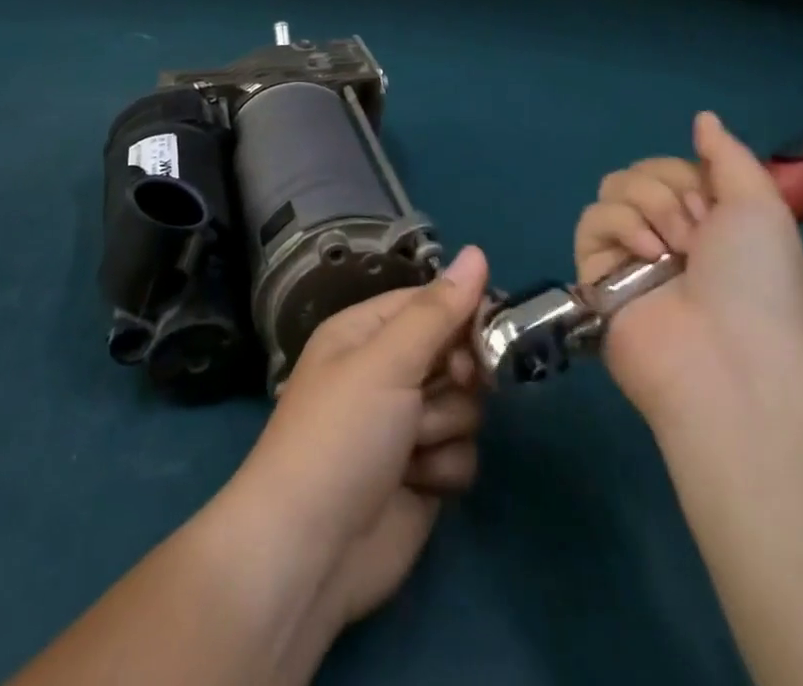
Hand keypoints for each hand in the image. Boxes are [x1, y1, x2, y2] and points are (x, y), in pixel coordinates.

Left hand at [231, 246, 489, 630]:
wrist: (311, 551)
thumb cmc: (341, 435)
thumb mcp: (386, 361)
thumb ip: (437, 310)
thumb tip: (477, 251)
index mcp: (366, 332)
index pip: (430, 302)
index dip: (463, 312)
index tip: (490, 329)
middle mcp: (387, 371)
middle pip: (454, 352)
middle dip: (458, 375)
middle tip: (450, 384)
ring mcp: (405, 424)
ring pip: (466, 405)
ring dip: (446, 426)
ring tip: (413, 446)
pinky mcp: (424, 474)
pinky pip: (462, 452)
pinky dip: (445, 467)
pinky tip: (418, 481)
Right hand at [575, 113, 802, 425]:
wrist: (729, 363)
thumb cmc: (758, 284)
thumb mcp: (763, 208)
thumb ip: (728, 156)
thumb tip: (703, 117)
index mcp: (709, 223)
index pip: (676, 167)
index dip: (690, 176)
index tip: (712, 206)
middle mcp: (668, 235)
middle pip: (641, 172)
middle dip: (667, 191)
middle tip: (694, 234)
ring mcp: (630, 255)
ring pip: (613, 189)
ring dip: (646, 206)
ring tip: (669, 249)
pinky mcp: (596, 274)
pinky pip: (591, 220)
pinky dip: (617, 226)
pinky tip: (644, 253)